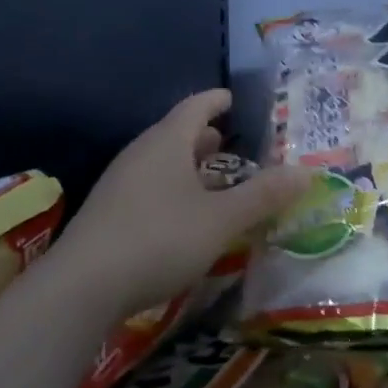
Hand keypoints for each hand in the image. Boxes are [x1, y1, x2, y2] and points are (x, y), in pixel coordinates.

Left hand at [54, 89, 305, 315]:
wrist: (80, 288)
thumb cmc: (159, 239)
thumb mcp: (221, 220)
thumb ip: (262, 196)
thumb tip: (306, 172)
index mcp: (167, 142)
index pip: (195, 107)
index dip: (216, 101)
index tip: (233, 99)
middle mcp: (140, 153)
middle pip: (175, 133)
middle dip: (203, 136)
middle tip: (229, 141)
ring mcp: (119, 183)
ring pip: (160, 162)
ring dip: (186, 165)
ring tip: (211, 178)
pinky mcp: (107, 213)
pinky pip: (147, 186)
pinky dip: (171, 188)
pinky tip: (181, 215)